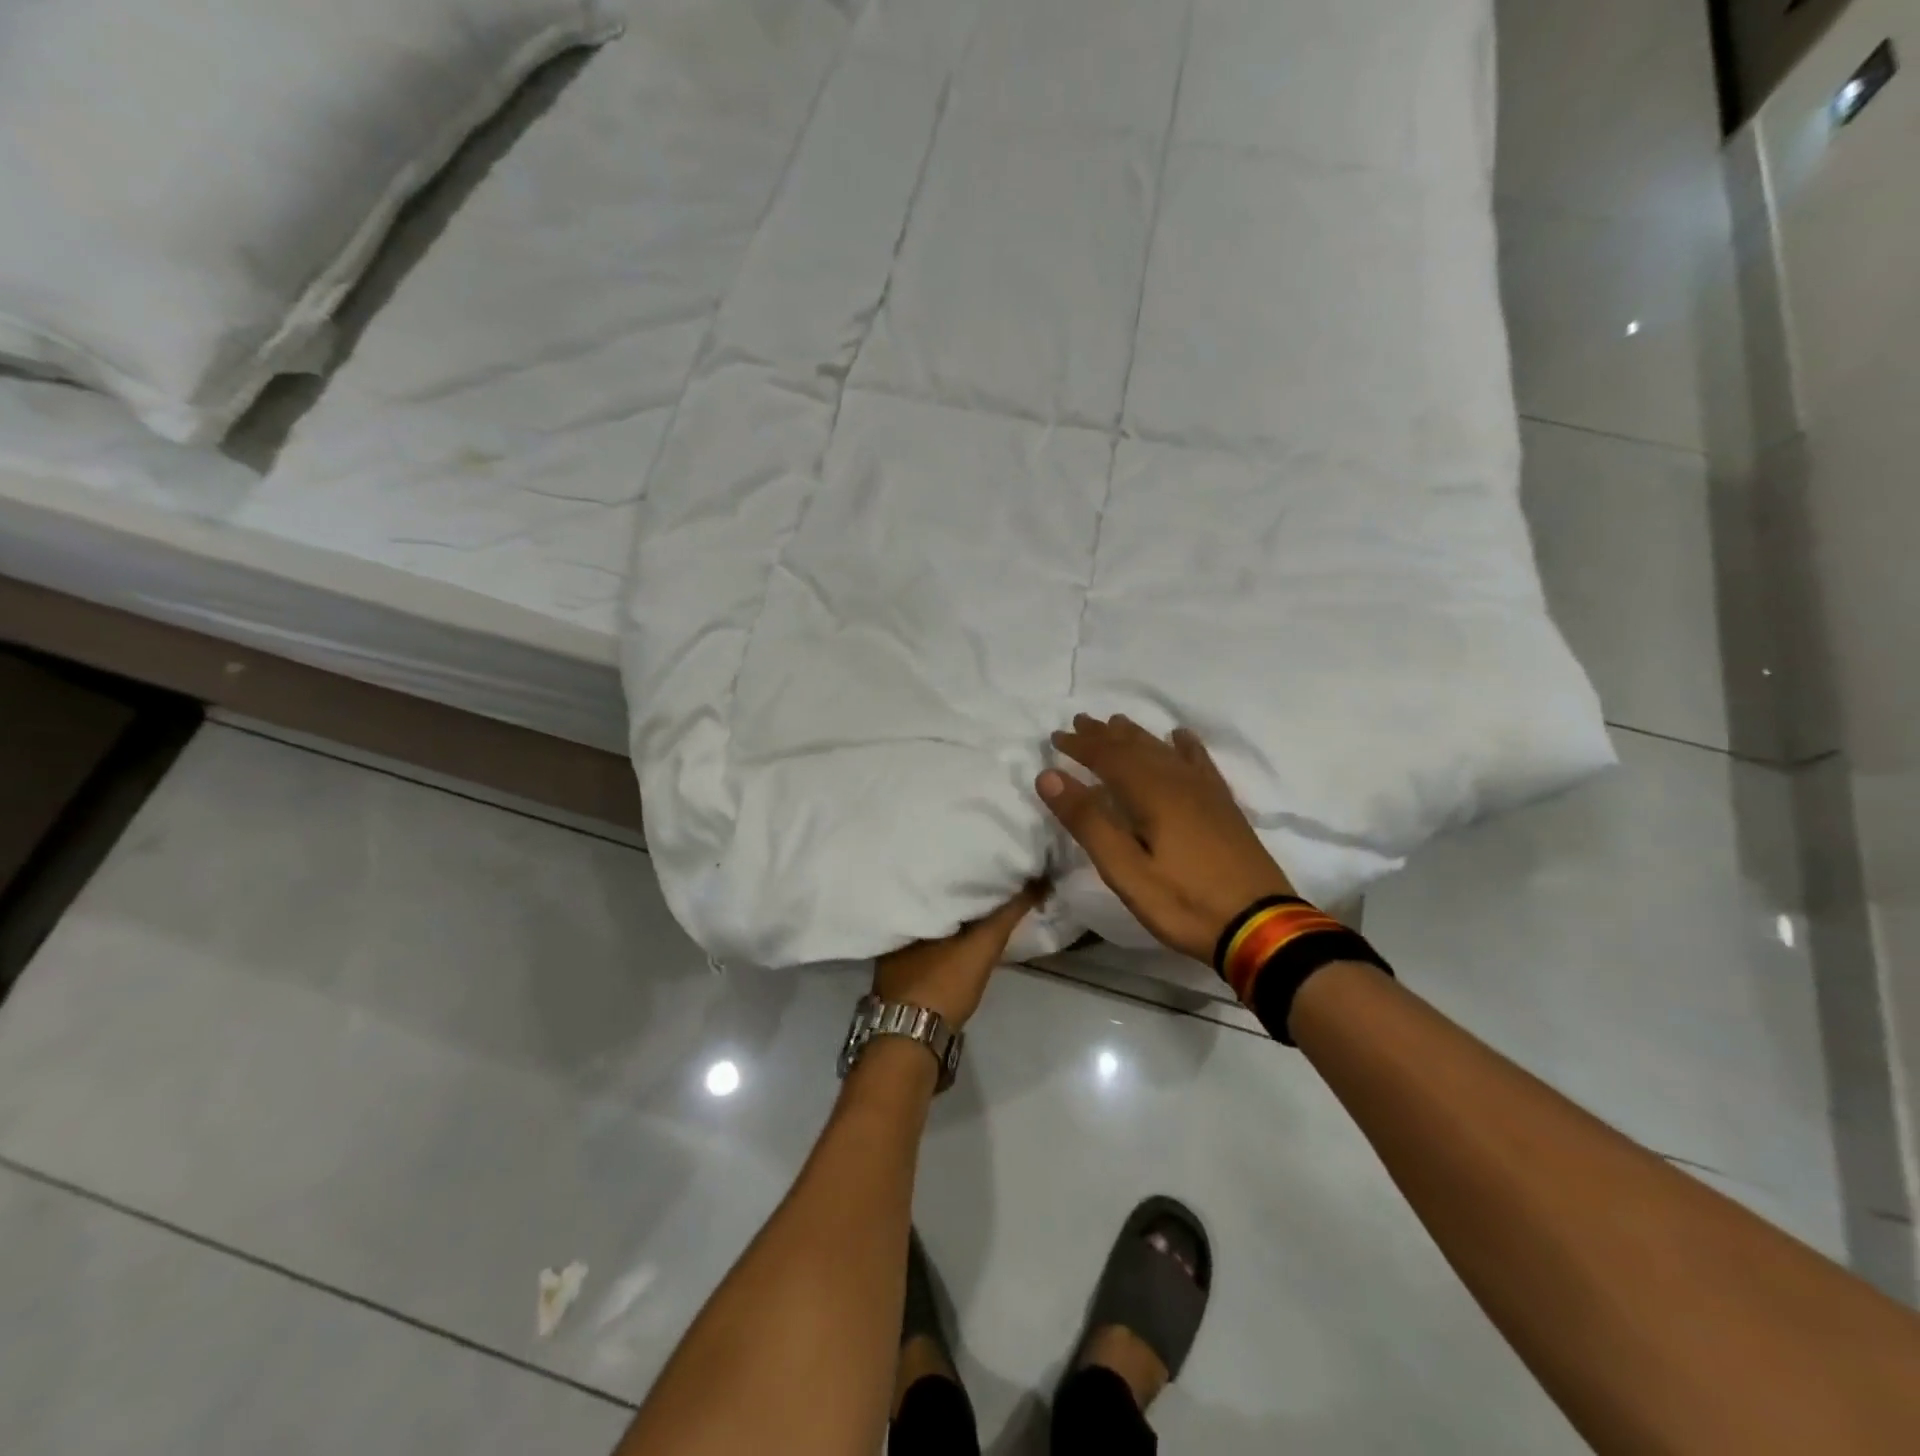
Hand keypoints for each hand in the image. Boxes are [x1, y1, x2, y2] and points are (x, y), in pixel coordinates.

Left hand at [873, 884, 1045, 1028]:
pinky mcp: (897, 973)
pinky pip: (923, 942)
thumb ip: (1008, 913)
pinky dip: (941, 936)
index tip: (986, 863)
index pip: (939, 878)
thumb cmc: (944, 982)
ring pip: (928, 922)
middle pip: (932, 900)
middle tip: (985, 882)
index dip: (963, 870)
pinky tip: (955, 937)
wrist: (913, 1036)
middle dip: (956, 892)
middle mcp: (895, 923)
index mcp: (909, 907)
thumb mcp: (982, 945)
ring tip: (976, 905)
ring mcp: (893, 952)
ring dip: (950, 916)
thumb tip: (1038, 881)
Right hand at [1038, 715, 1295, 963]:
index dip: (1081, 745)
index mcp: (1152, 794)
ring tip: (1118, 723)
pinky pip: (1200, 763)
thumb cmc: (1184, 902)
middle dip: (1105, 735)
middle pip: (1136, 747)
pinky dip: (1185, 746)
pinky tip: (1180, 738)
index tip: (1055, 736)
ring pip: (1164, 751)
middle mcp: (1178, 782)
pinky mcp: (1223, 806)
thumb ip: (1088, 821)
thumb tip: (1049, 776)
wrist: (1260, 926)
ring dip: (1137, 736)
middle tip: (1081, 721)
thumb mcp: (1125, 870)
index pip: (1108, 757)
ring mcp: (1205, 792)